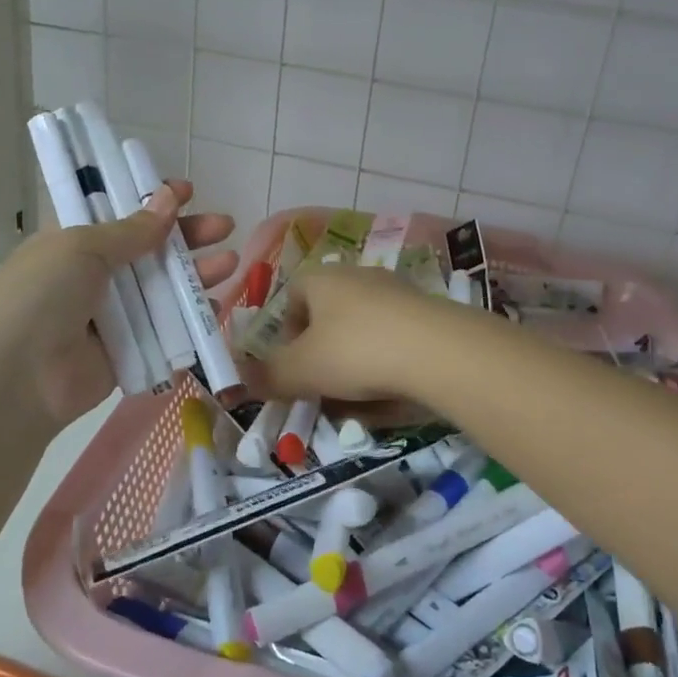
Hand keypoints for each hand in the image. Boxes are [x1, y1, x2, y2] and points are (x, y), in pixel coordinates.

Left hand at [0, 181, 235, 426]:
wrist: (13, 379)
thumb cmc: (40, 295)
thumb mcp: (81, 247)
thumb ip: (131, 230)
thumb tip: (169, 199)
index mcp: (73, 242)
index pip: (118, 212)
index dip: (152, 199)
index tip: (187, 191)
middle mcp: (92, 276)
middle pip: (149, 249)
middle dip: (187, 236)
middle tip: (225, 225)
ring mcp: (110, 316)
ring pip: (162, 289)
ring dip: (196, 274)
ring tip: (231, 262)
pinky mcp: (126, 353)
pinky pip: (165, 331)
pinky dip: (191, 319)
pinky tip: (216, 306)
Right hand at [243, 263, 458, 411]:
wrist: (438, 352)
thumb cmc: (355, 351)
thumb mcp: (301, 370)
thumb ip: (268, 376)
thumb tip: (239, 381)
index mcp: (321, 278)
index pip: (291, 297)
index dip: (285, 334)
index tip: (291, 368)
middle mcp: (357, 276)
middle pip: (327, 317)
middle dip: (321, 356)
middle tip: (321, 389)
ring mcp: (395, 292)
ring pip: (361, 332)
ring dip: (353, 365)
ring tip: (357, 400)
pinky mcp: (426, 314)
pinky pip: (393, 341)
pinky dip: (385, 366)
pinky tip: (390, 394)